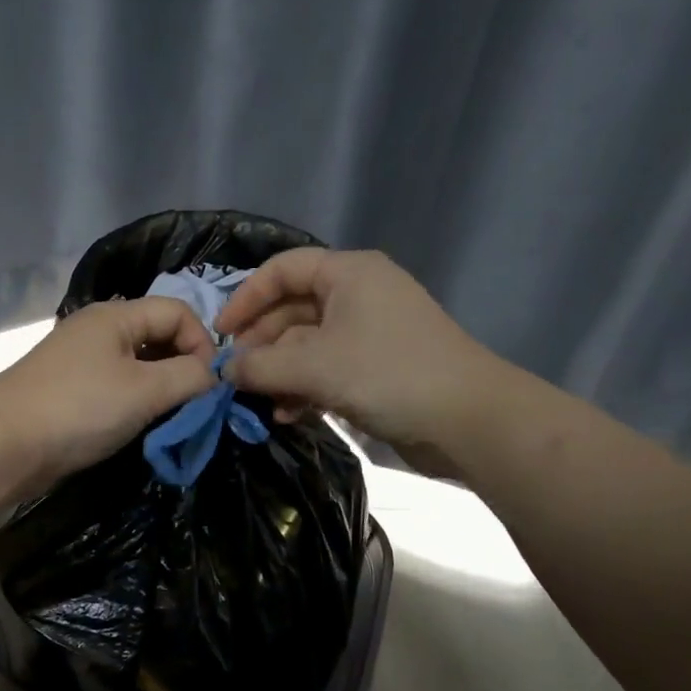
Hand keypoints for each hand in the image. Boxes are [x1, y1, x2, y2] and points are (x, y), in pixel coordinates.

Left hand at [0, 297, 217, 494]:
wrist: (2, 445)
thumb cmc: (78, 409)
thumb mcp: (145, 391)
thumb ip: (189, 377)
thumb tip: (213, 376)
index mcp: (116, 315)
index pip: (178, 311)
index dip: (202, 343)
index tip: (210, 385)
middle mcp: (98, 329)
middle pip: (158, 334)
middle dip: (184, 365)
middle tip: (195, 403)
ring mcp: (81, 359)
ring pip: (138, 363)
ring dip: (161, 386)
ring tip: (170, 416)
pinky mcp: (70, 389)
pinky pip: (117, 384)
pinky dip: (137, 400)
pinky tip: (140, 424)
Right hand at [213, 248, 507, 451]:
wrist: (469, 420)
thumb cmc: (388, 374)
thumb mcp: (314, 366)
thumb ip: (260, 366)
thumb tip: (222, 371)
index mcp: (348, 273)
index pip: (282, 270)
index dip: (246, 298)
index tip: (220, 333)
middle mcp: (358, 294)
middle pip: (292, 309)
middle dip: (261, 343)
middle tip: (235, 375)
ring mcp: (369, 332)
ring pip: (307, 343)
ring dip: (279, 371)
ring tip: (258, 401)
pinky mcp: (376, 366)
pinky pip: (326, 367)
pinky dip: (303, 387)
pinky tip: (286, 414)